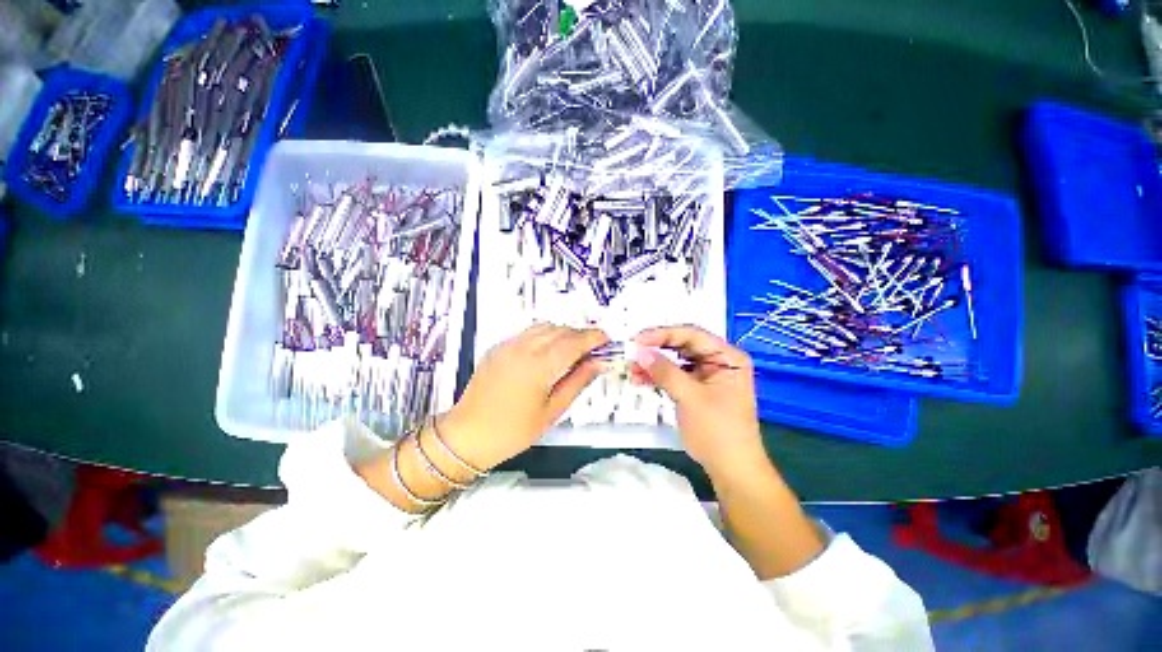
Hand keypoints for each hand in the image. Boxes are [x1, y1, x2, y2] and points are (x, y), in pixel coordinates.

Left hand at [440, 324, 608, 469]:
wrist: (468, 435)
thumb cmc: (513, 431)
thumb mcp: (552, 411)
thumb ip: (578, 382)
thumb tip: (598, 363)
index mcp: (538, 366)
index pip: (573, 342)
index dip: (593, 337)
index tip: (606, 340)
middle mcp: (522, 349)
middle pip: (560, 330)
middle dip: (580, 335)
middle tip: (593, 349)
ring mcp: (508, 345)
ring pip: (544, 327)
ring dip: (564, 333)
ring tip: (573, 350)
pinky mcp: (498, 347)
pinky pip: (529, 332)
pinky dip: (546, 335)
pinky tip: (549, 352)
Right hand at [632, 326, 766, 474]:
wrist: (731, 471)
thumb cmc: (718, 432)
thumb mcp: (690, 398)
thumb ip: (665, 372)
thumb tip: (639, 352)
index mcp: (727, 357)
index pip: (692, 335)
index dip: (663, 334)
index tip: (637, 340)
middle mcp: (719, 360)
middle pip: (682, 345)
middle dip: (656, 349)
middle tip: (631, 352)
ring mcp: (708, 375)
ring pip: (675, 360)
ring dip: (654, 364)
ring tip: (631, 369)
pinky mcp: (697, 388)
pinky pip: (675, 375)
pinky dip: (658, 377)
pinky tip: (640, 379)